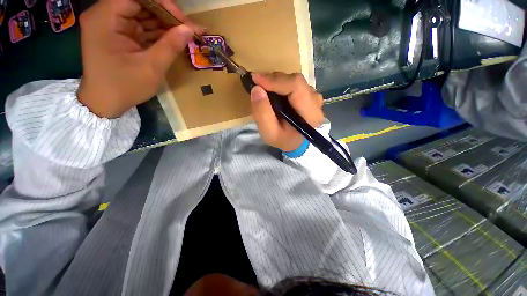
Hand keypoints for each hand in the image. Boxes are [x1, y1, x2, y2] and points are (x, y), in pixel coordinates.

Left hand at [78, 0, 202, 117]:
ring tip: (185, 34)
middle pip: (140, 3)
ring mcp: (110, 24)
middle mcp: (105, 15)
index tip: (183, 21)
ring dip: (164, 23)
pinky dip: (157, 32)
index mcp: (105, 18)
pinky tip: (173, 39)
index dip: (162, 3)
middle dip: (166, 14)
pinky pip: (140, 26)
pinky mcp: (117, 33)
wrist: (105, 102)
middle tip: (188, 28)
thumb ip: (171, 45)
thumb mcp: (151, 67)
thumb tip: (190, 29)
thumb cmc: (124, 86)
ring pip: (142, 13)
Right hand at [250, 73, 323, 151]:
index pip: (296, 87)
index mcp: (310, 114)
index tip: (256, 79)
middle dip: (273, 80)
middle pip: (295, 81)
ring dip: (276, 81)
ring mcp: (314, 96)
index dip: (276, 81)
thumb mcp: (269, 133)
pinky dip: (280, 84)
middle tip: (257, 84)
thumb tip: (257, 89)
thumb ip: (262, 114)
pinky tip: (272, 91)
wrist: (294, 142)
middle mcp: (316, 102)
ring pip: (294, 80)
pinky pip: (294, 83)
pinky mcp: (309, 94)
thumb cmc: (283, 139)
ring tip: (263, 88)